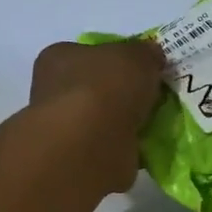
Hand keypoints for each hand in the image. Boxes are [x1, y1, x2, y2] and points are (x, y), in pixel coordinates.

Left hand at [30, 39, 166, 192]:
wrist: (92, 144)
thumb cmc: (106, 87)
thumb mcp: (136, 55)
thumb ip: (145, 53)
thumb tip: (151, 56)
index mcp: (59, 57)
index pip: (88, 53)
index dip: (116, 59)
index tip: (142, 69)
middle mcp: (54, 91)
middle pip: (97, 87)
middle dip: (124, 94)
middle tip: (153, 98)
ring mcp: (65, 127)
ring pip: (104, 120)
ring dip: (127, 123)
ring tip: (156, 124)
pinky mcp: (79, 158)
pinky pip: (111, 147)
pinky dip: (127, 148)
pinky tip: (147, 147)